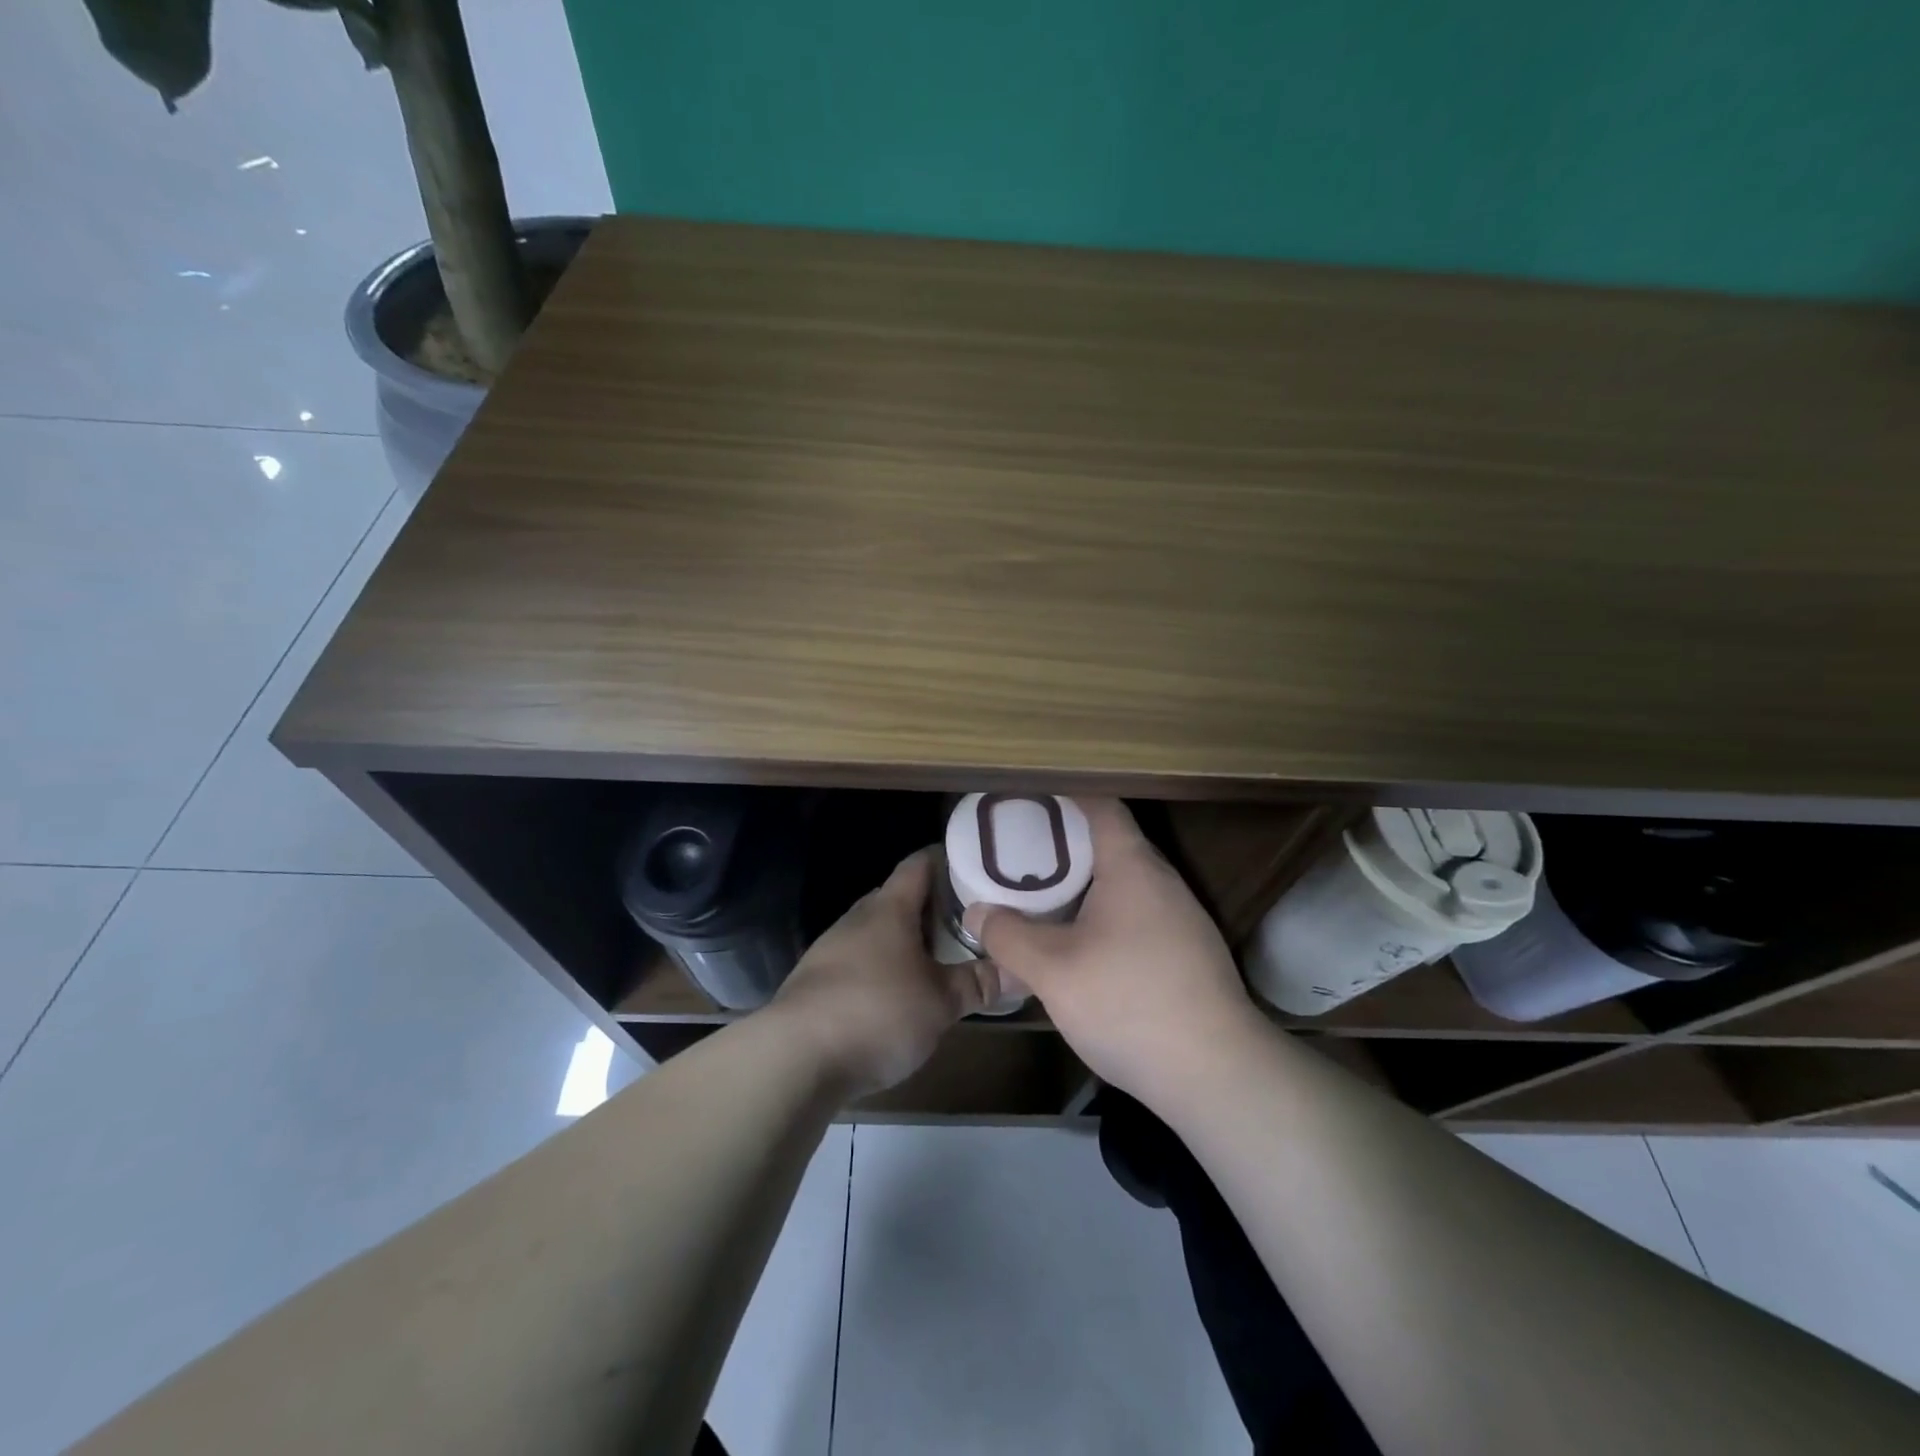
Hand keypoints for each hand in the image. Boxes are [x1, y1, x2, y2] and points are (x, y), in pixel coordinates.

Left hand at [772, 846, 994, 1098]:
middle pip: (898, 898)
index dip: (946, 860)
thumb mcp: (941, 1002)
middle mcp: (858, 919)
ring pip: (877, 932)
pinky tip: (897, 996)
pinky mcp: (816, 982)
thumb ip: (978, 983)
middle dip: (931, 907)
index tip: (976, 867)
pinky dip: (882, 969)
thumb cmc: (878, 1012)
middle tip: (967, 922)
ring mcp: (831, 949)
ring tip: (938, 960)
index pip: (919, 864)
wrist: (794, 1057)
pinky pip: (858, 962)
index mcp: (889, 909)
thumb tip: (1019, 970)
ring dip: (905, 941)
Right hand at [963, 798, 1264, 1113]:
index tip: (1025, 799)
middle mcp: (1162, 881)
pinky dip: (1102, 914)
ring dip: (1082, 884)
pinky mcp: (1187, 952)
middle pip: (1109, 843)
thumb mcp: (1052, 971)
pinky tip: (1079, 945)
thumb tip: (977, 913)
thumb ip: (1008, 936)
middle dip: (1063, 844)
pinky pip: (1136, 914)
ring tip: (1040, 897)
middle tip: (1018, 853)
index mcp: (1132, 866)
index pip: (1100, 805)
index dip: (1062, 795)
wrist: (1216, 1074)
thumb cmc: (1129, 1003)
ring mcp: (1180, 918)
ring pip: (1122, 883)